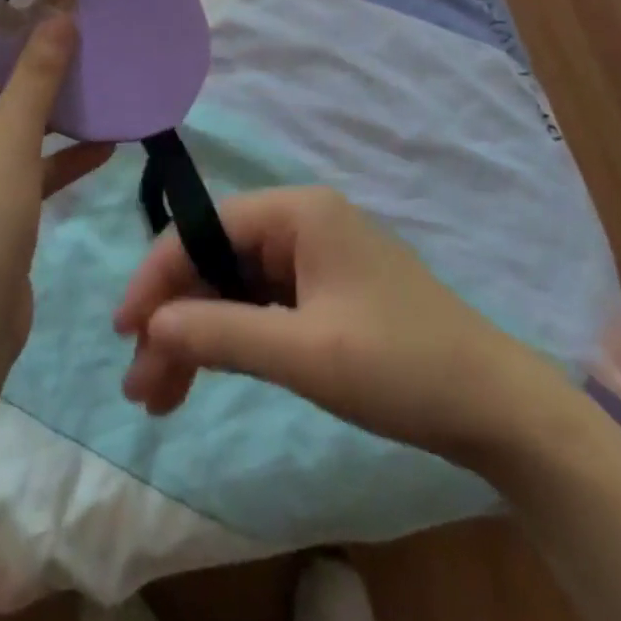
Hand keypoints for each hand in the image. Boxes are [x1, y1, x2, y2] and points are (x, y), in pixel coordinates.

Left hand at [0, 18, 112, 371]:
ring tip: (93, 77)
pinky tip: (103, 143)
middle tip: (72, 30)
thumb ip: (37, 74)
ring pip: (0, 125)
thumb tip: (61, 13)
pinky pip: (15, 165)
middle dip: (26, 62)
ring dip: (45, 108)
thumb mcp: (10, 140)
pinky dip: (52, 155)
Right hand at [114, 188, 577, 464]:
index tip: (125, 331)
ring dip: (197, 335)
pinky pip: (261, 306)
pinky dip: (231, 340)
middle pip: (217, 259)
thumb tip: (152, 327)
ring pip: (234, 287)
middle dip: (176, 317)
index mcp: (299, 213)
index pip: (206, 228)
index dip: (159, 275)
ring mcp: (314, 258)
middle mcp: (301, 224)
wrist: (494, 406)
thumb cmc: (400, 366)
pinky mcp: (324, 293)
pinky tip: (204, 375)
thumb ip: (223, 333)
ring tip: (160, 398)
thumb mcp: (305, 353)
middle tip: (141, 384)